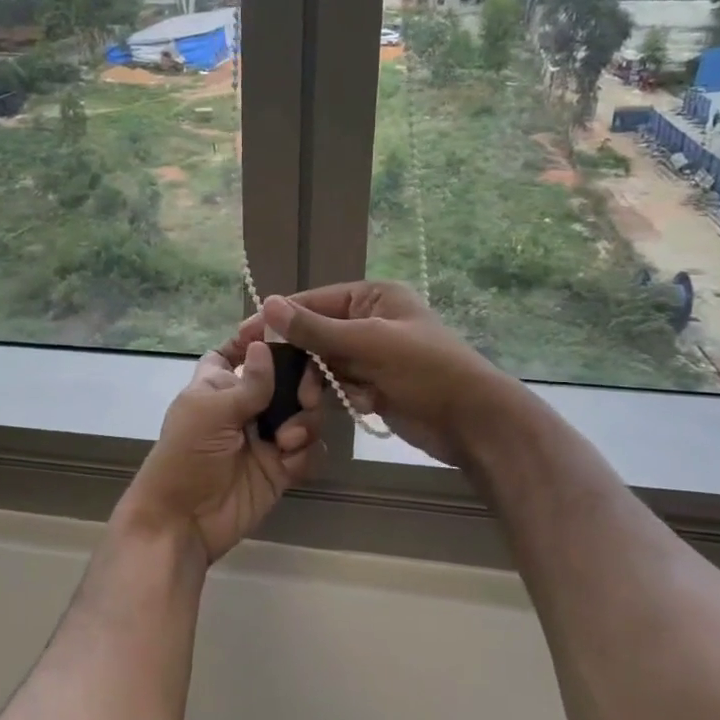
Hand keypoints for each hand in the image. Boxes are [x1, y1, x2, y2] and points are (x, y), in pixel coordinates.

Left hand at [120, 341, 323, 564]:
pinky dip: (304, 452)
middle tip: (306, 396)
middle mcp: (246, 404)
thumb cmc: (186, 455)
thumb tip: (264, 344)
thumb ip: (248, 383)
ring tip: (287, 439)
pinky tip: (287, 462)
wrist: (183, 521)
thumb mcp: (211, 411)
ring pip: (305, 412)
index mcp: (219, 383)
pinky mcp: (281, 467)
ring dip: (305, 421)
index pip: (239, 349)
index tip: (287, 329)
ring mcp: (266, 435)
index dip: (260, 338)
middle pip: (287, 377)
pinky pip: (308, 449)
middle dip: (303, 382)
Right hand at [218, 281, 505, 468]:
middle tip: (270, 376)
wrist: (475, 423)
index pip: (314, 301)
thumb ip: (316, 327)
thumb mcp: (369, 343)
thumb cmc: (426, 370)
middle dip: (302, 358)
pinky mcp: (376, 384)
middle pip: (317, 333)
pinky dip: (342, 396)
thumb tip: (268, 304)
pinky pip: (342, 385)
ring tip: (315, 400)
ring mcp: (374, 354)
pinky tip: (358, 405)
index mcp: (373, 297)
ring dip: (321, 381)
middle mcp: (371, 320)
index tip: (245, 336)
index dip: (279, 318)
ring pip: (326, 363)